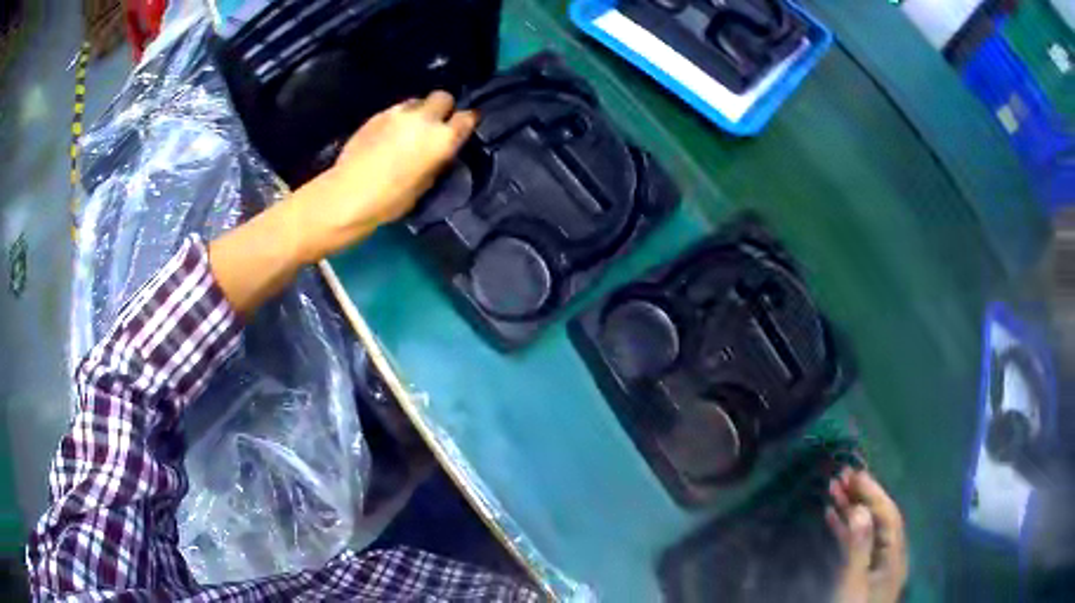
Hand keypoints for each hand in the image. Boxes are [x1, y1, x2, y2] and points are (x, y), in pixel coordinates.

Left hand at [288, 90, 477, 261]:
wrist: (348, 194)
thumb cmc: (390, 200)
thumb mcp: (425, 184)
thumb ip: (436, 160)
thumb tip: (438, 151)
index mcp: (442, 139)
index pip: (467, 117)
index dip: (466, 122)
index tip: (462, 129)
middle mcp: (424, 118)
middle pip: (443, 97)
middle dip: (442, 108)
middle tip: (434, 125)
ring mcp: (398, 113)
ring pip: (417, 101)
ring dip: (418, 112)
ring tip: (409, 129)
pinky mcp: (377, 114)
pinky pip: (396, 109)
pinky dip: (398, 118)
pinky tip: (389, 135)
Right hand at [827, 470, 908, 602]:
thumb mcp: (854, 584)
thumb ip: (859, 548)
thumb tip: (861, 510)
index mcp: (894, 555)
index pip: (888, 516)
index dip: (873, 493)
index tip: (855, 475)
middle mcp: (889, 554)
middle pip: (879, 519)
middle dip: (862, 497)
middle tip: (842, 476)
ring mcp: (876, 563)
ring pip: (866, 529)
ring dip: (851, 510)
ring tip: (833, 490)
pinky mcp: (863, 571)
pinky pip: (856, 544)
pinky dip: (845, 529)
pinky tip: (832, 517)